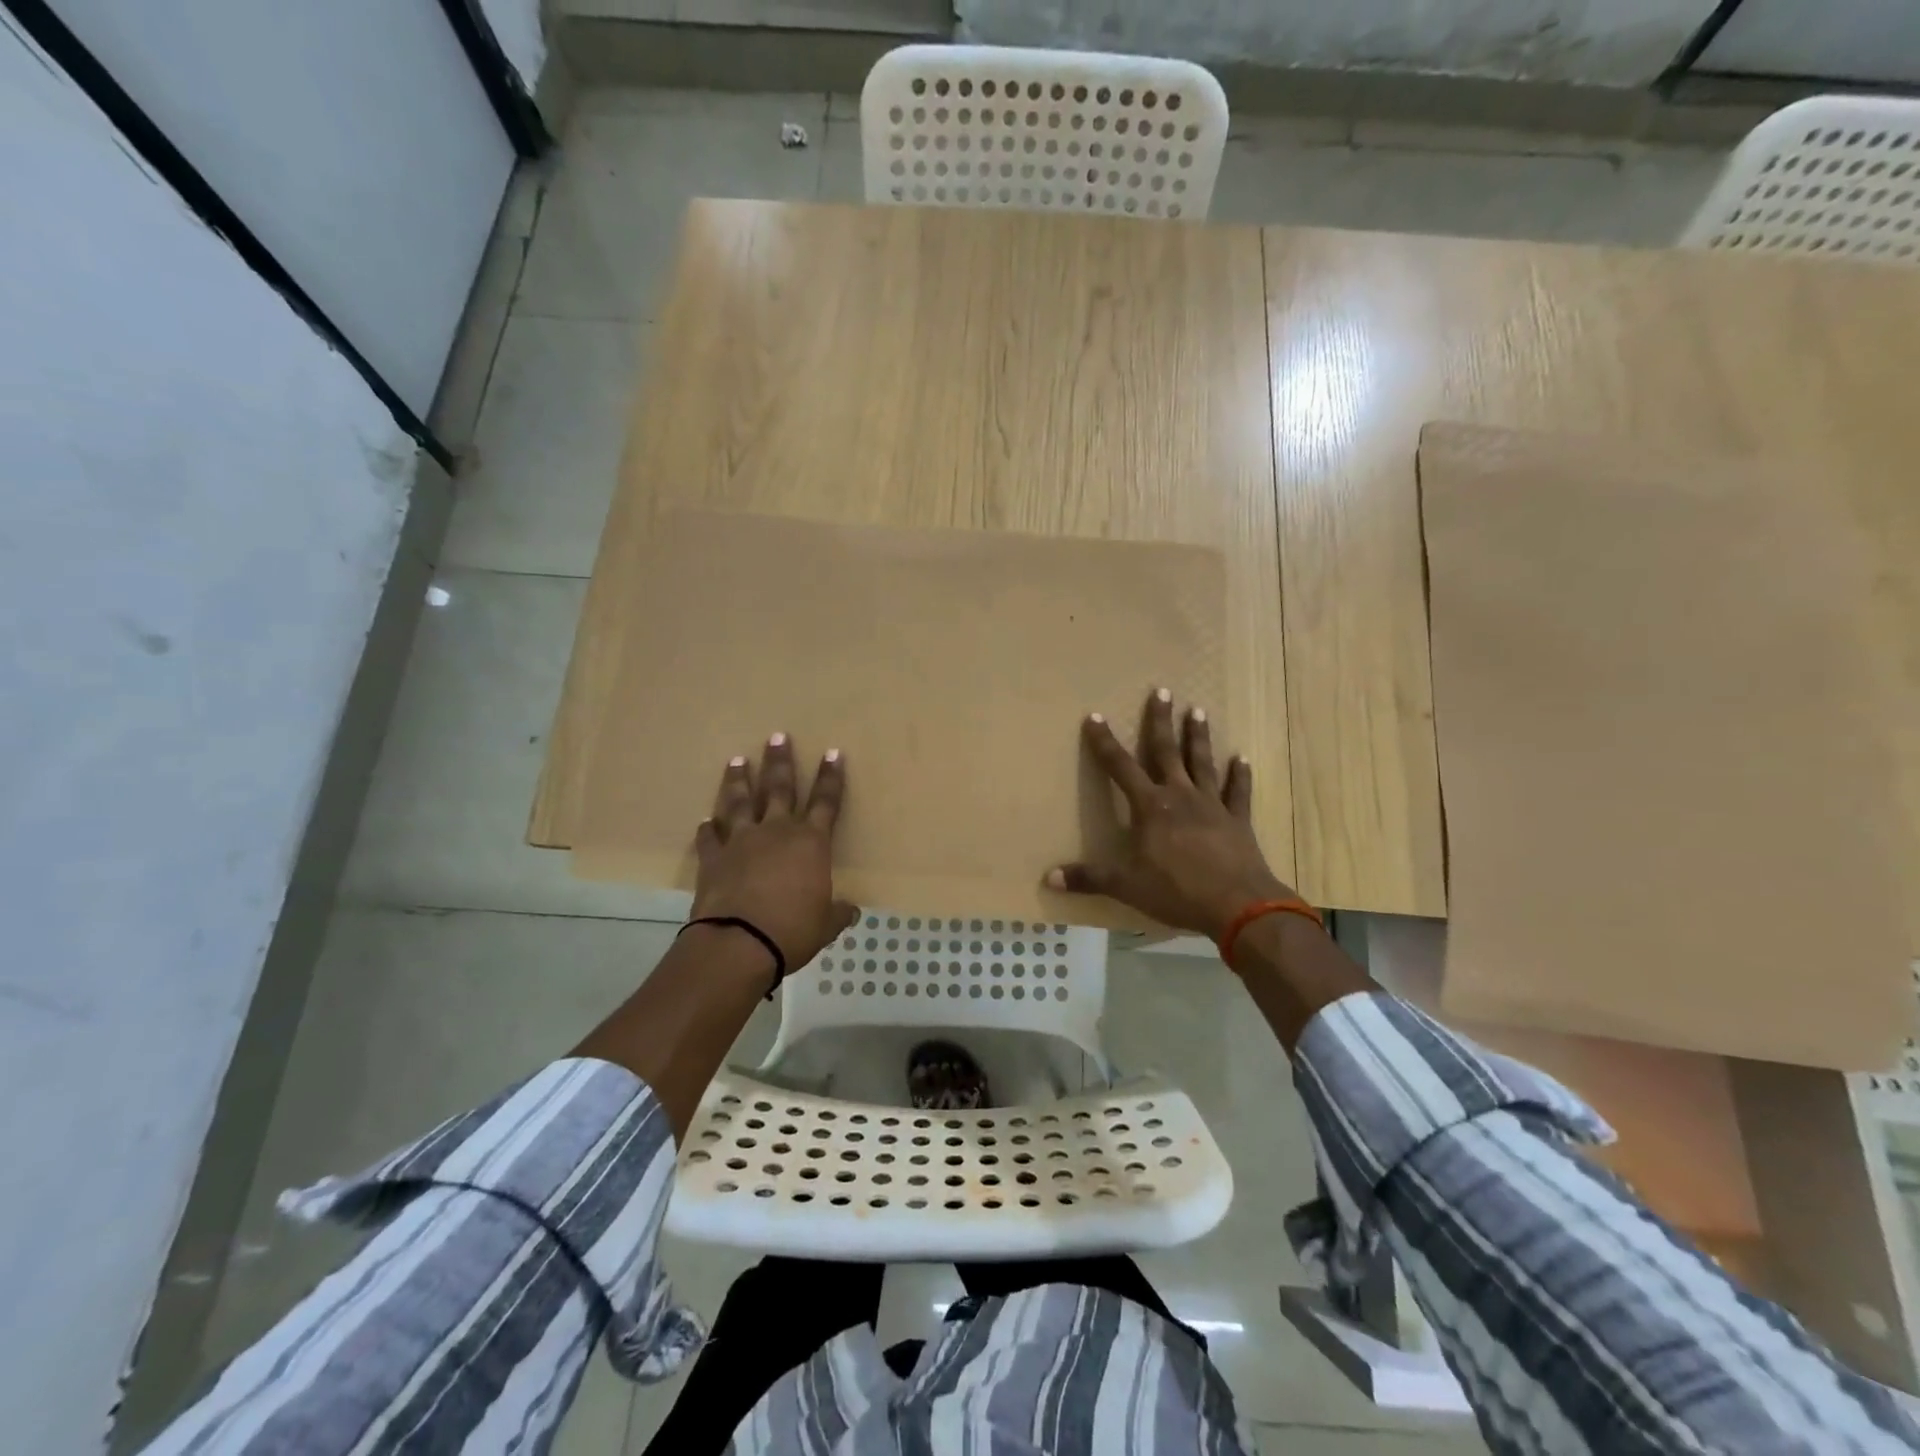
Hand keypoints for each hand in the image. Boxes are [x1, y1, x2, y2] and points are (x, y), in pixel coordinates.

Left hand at [691, 734, 858, 969]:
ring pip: (740, 802)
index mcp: (811, 842)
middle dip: (780, 761)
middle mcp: (776, 832)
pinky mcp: (713, 859)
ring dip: (738, 780)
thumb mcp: (824, 925)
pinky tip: (705, 821)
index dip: (831, 777)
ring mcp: (741, 841)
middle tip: (777, 736)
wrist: (739, 943)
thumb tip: (850, 911)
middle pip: (780, 788)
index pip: (827, 801)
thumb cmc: (793, 930)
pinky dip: (708, 829)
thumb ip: (836, 913)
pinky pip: (709, 838)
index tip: (832, 752)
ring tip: (737, 760)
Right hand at [1047, 689, 1294, 938]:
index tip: (1095, 716)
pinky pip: (1238, 792)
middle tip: (1163, 691)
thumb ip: (1088, 878)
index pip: (1120, 767)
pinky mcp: (1237, 821)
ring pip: (1202, 763)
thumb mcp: (1125, 886)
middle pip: (1166, 752)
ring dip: (1198, 737)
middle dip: (1161, 721)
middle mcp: (1180, 796)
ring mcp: (1212, 805)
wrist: (1237, 905)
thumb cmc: (1176, 891)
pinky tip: (1243, 759)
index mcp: (1150, 807)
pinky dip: (1240, 775)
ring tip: (1198, 711)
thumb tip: (1048, 878)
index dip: (1105, 742)